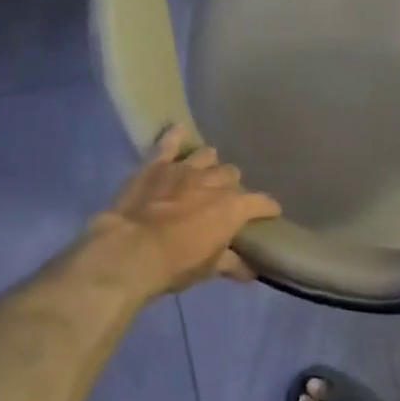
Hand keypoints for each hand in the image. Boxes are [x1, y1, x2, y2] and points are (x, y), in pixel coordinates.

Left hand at [87, 126, 280, 297]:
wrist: (130, 251)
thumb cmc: (176, 264)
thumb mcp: (208, 269)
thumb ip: (231, 263)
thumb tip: (250, 271)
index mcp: (233, 208)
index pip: (262, 203)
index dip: (268, 208)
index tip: (270, 213)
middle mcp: (214, 182)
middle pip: (232, 175)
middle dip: (231, 186)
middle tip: (223, 200)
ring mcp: (185, 169)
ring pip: (207, 156)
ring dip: (209, 164)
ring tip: (205, 173)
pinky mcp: (156, 165)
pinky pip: (168, 144)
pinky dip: (174, 136)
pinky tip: (178, 130)